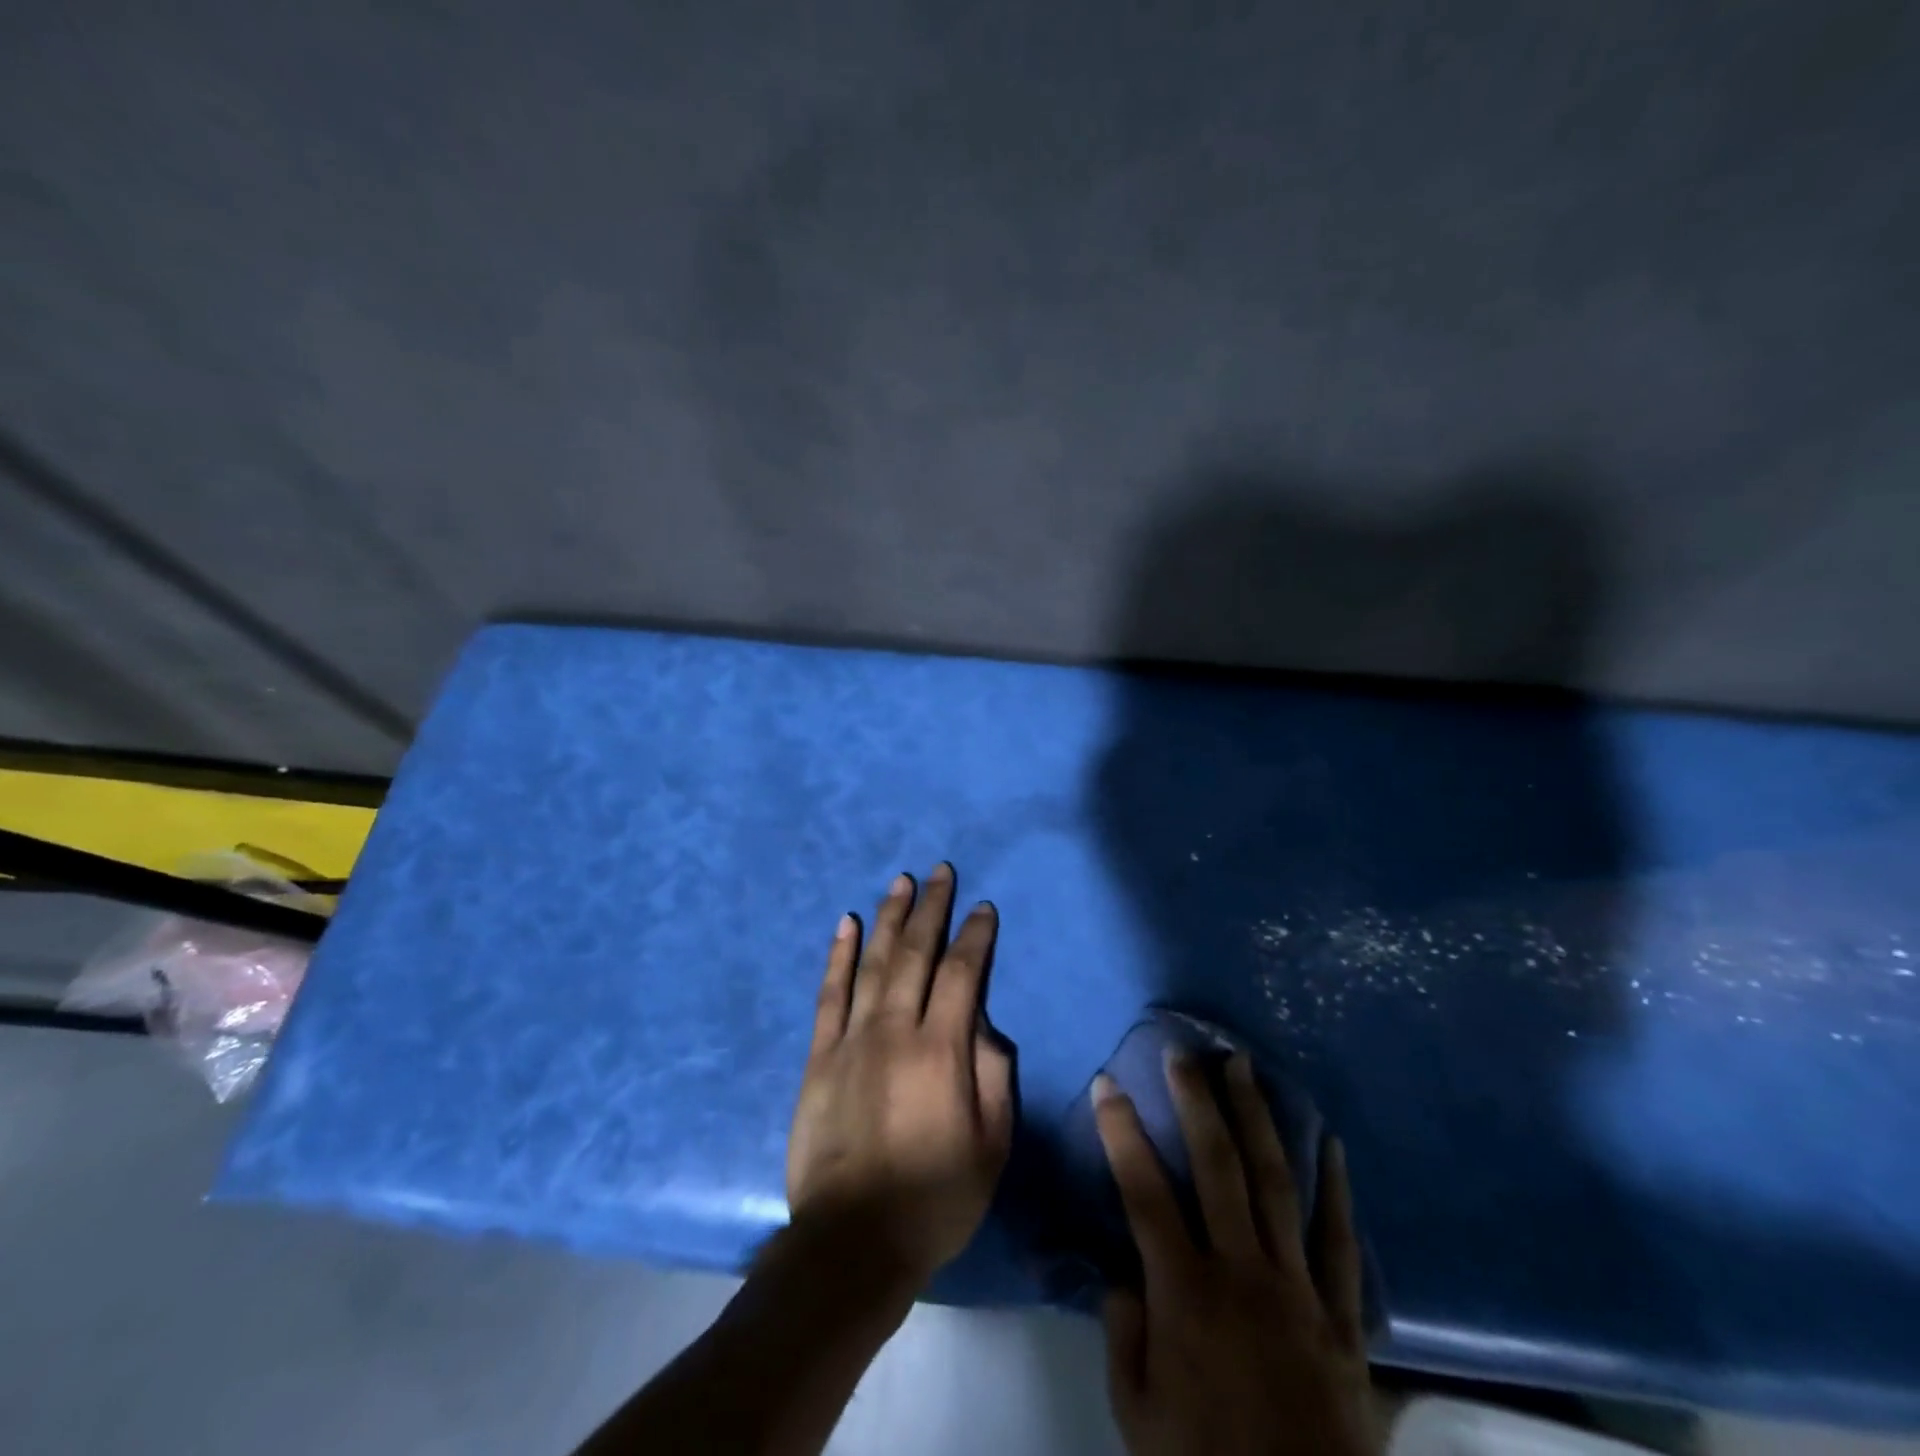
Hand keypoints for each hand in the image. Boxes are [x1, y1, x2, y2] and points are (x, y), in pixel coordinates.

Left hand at [785, 864, 1013, 1287]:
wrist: (851, 1242)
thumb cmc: (934, 1198)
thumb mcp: (991, 1146)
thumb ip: (993, 1075)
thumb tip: (985, 1023)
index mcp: (942, 1050)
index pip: (963, 973)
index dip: (974, 936)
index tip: (982, 907)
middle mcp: (895, 1029)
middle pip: (917, 953)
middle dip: (932, 908)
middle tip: (940, 871)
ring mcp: (852, 1038)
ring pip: (874, 962)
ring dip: (889, 918)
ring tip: (901, 882)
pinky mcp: (819, 1056)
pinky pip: (829, 993)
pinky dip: (839, 955)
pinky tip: (847, 924)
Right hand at [1095, 1051, 1379, 1455]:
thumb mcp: (1138, 1414)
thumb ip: (1124, 1335)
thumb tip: (1122, 1275)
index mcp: (1185, 1292)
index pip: (1143, 1191)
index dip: (1122, 1131)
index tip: (1109, 1083)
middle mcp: (1241, 1272)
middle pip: (1217, 1167)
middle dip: (1197, 1101)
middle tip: (1185, 1053)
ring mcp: (1297, 1287)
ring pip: (1275, 1184)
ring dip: (1258, 1119)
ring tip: (1245, 1068)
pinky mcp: (1341, 1316)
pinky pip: (1341, 1243)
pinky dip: (1337, 1190)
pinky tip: (1331, 1143)